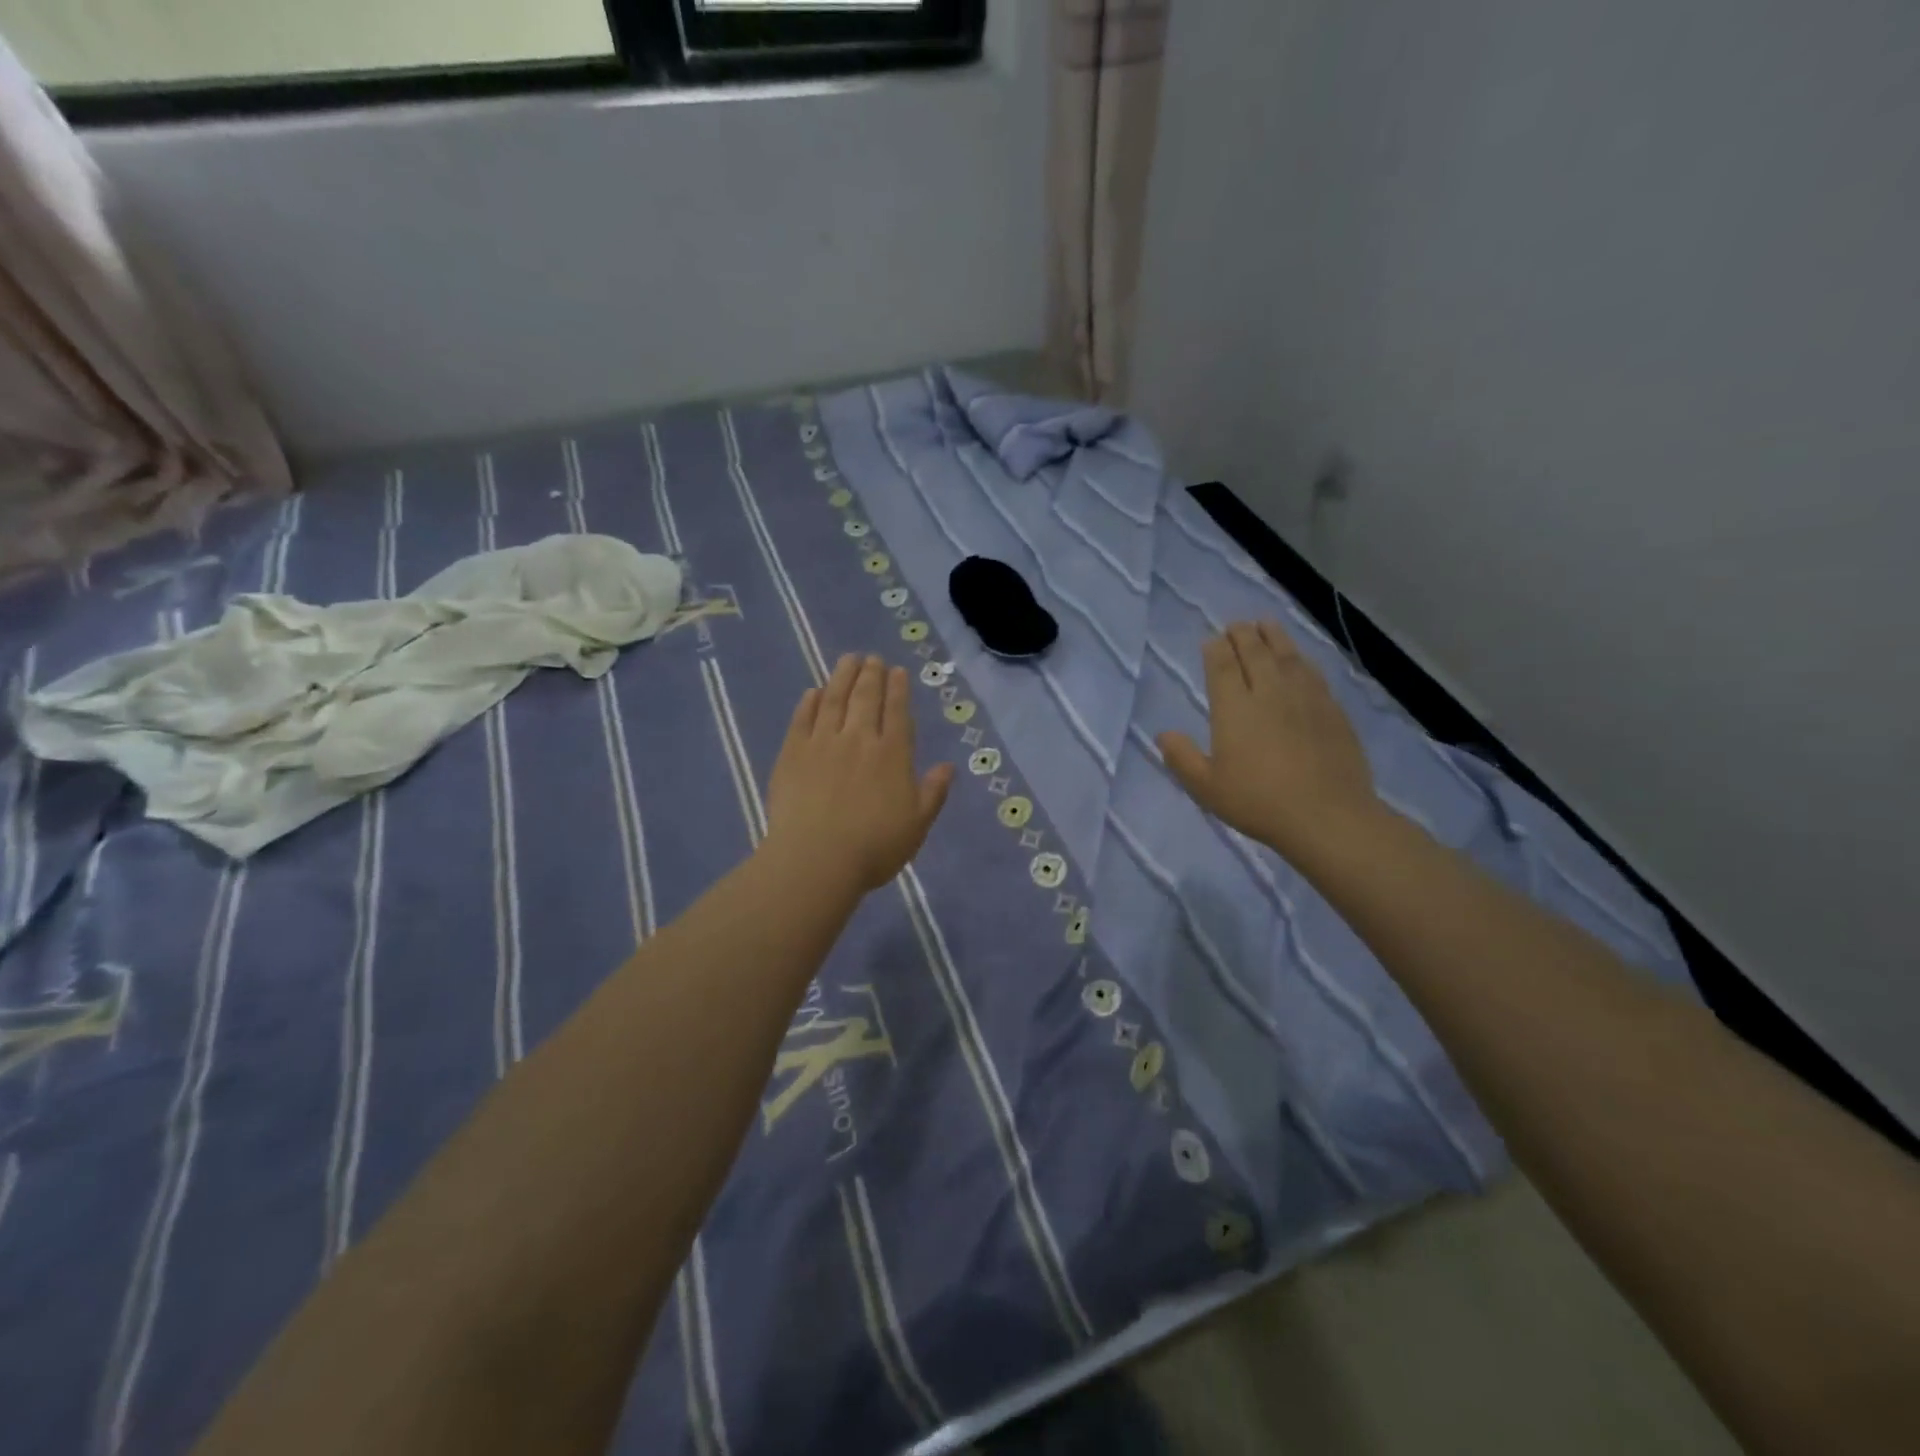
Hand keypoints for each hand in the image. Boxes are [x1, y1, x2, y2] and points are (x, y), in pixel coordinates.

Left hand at [764, 654, 953, 892]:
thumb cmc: (873, 848)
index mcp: (892, 755)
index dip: (898, 689)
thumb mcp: (917, 825)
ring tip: (848, 660)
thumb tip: (948, 766)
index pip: (897, 712)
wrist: (816, 859)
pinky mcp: (792, 753)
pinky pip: (802, 718)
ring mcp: (822, 743)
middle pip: (866, 698)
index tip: (897, 671)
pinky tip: (813, 692)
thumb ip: (933, 793)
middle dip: (871, 674)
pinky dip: (810, 702)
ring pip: (834, 699)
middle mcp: (859, 739)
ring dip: (842, 676)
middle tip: (872, 658)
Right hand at [1157, 621, 1377, 858]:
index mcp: (1234, 708)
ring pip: (1286, 656)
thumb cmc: (1258, 802)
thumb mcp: (1206, 787)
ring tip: (1266, 625)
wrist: (1327, 816)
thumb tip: (1163, 735)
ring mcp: (1304, 697)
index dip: (1215, 649)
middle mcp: (1269, 692)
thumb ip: (1182, 758)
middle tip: (1237, 625)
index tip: (1211, 640)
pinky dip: (1300, 659)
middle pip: (1254, 652)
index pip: (1221, 666)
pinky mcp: (1331, 709)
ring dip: (1273, 637)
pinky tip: (1299, 660)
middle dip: (1243, 635)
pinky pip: (1312, 673)